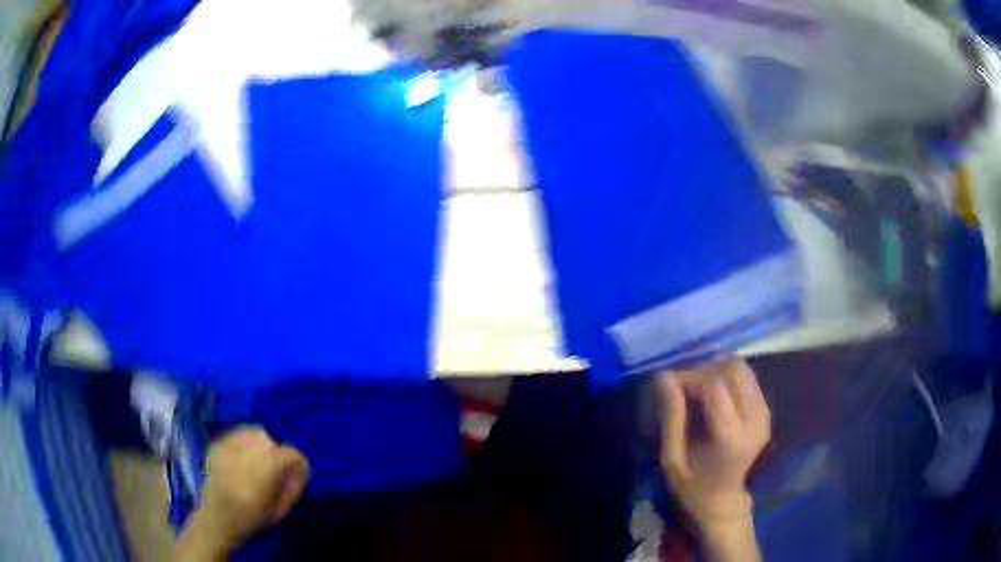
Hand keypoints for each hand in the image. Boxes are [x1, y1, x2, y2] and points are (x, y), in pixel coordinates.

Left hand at [180, 428, 308, 557]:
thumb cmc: (252, 518)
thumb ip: (294, 485)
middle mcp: (249, 452)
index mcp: (268, 469)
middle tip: (272, 472)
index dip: (296, 464)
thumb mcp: (281, 509)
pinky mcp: (217, 444)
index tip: (294, 475)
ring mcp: (230, 446)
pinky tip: (241, 460)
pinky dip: (244, 444)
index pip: (291, 454)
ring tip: (256, 463)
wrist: (217, 519)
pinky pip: (238, 435)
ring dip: (260, 446)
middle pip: (271, 442)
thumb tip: (301, 466)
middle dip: (276, 455)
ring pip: (254, 433)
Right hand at [657, 359, 770, 526]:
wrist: (721, 501)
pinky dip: (727, 377)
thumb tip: (664, 377)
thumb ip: (670, 419)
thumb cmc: (690, 486)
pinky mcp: (766, 411)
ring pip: (742, 369)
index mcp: (730, 437)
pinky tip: (711, 393)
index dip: (689, 376)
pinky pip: (748, 379)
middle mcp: (754, 420)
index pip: (714, 386)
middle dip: (704, 369)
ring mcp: (764, 414)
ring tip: (696, 386)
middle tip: (682, 383)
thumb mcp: (671, 460)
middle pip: (733, 370)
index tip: (669, 383)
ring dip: (716, 370)